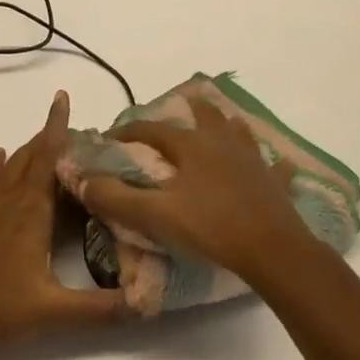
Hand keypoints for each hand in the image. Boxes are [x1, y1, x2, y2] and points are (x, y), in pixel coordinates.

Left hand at [0, 91, 128, 359]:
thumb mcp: (55, 315)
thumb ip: (102, 309)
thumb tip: (147, 304)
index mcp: (30, 213)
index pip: (48, 158)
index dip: (56, 126)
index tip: (62, 97)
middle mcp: (6, 200)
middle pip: (30, 157)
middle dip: (50, 139)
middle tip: (74, 132)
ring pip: (6, 167)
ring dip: (26, 151)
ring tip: (44, 142)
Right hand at [77, 97, 309, 282]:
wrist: (271, 249)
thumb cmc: (210, 227)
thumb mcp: (156, 216)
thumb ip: (117, 199)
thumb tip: (84, 182)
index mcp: (191, 146)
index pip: (151, 130)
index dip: (127, 132)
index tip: (110, 140)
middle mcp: (222, 142)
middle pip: (204, 115)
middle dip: (187, 110)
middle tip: (176, 111)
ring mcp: (252, 159)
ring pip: (238, 131)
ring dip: (226, 126)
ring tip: (219, 126)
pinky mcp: (274, 181)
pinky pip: (274, 166)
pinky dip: (271, 163)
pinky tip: (275, 164)